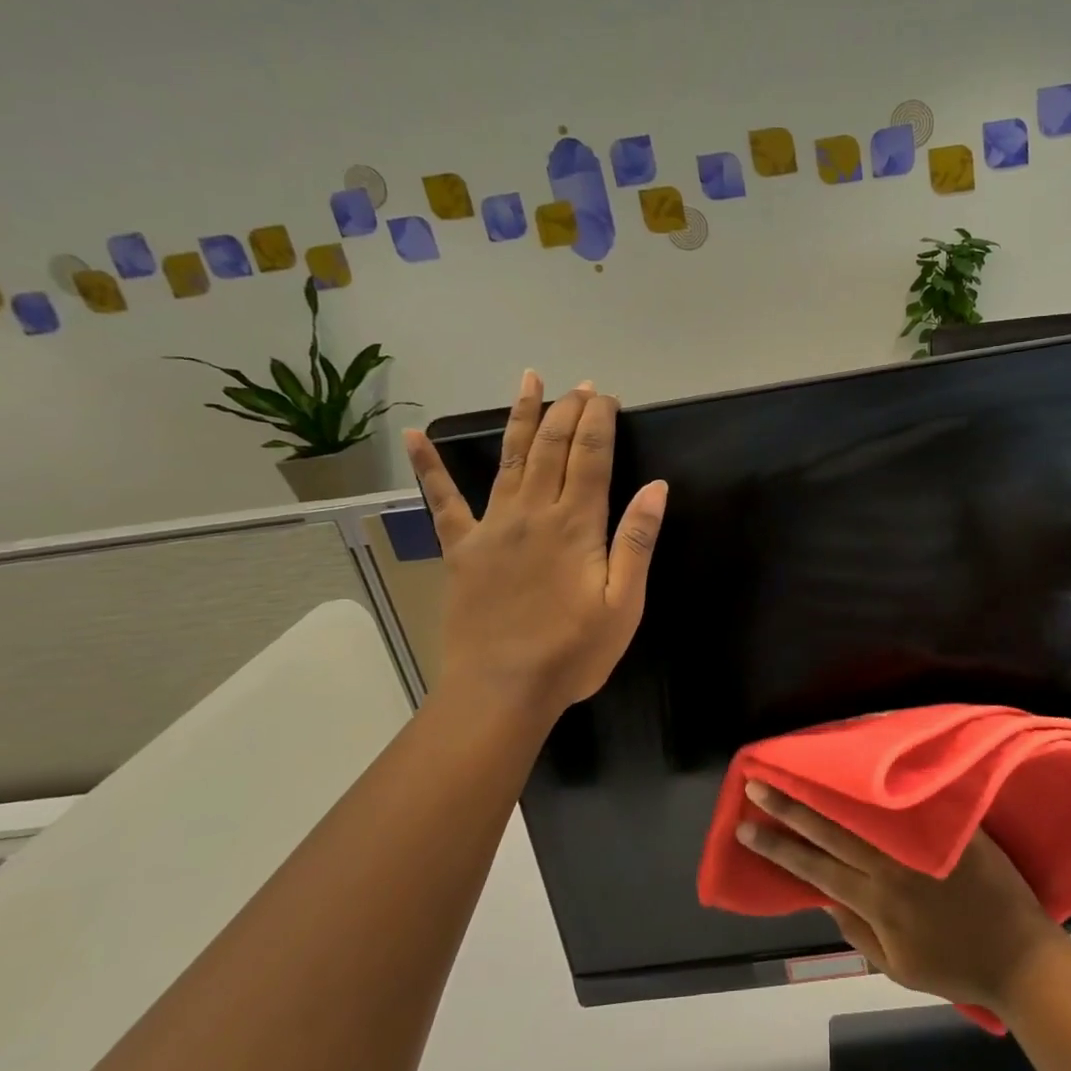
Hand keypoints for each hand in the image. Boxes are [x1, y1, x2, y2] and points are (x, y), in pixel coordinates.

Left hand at [404, 371, 667, 716]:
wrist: (502, 690)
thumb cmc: (573, 652)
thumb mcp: (624, 603)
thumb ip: (637, 541)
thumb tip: (656, 487)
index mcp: (575, 525)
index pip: (591, 457)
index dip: (599, 421)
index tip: (607, 397)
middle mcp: (532, 513)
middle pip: (553, 448)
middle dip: (569, 410)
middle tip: (581, 385)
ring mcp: (492, 527)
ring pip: (510, 459)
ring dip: (522, 417)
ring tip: (529, 380)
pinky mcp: (462, 549)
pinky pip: (443, 500)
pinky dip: (429, 466)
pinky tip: (414, 435)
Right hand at [738, 782, 1070, 1012]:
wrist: (1020, 957)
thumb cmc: (956, 967)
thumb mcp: (897, 967)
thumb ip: (857, 932)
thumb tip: (824, 898)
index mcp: (875, 901)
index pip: (813, 867)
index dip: (777, 847)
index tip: (745, 827)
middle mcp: (891, 867)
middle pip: (830, 831)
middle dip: (789, 808)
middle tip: (756, 784)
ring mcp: (921, 844)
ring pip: (863, 811)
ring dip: (827, 790)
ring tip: (800, 767)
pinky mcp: (950, 827)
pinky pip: (909, 801)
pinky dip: (882, 785)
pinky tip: (864, 764)